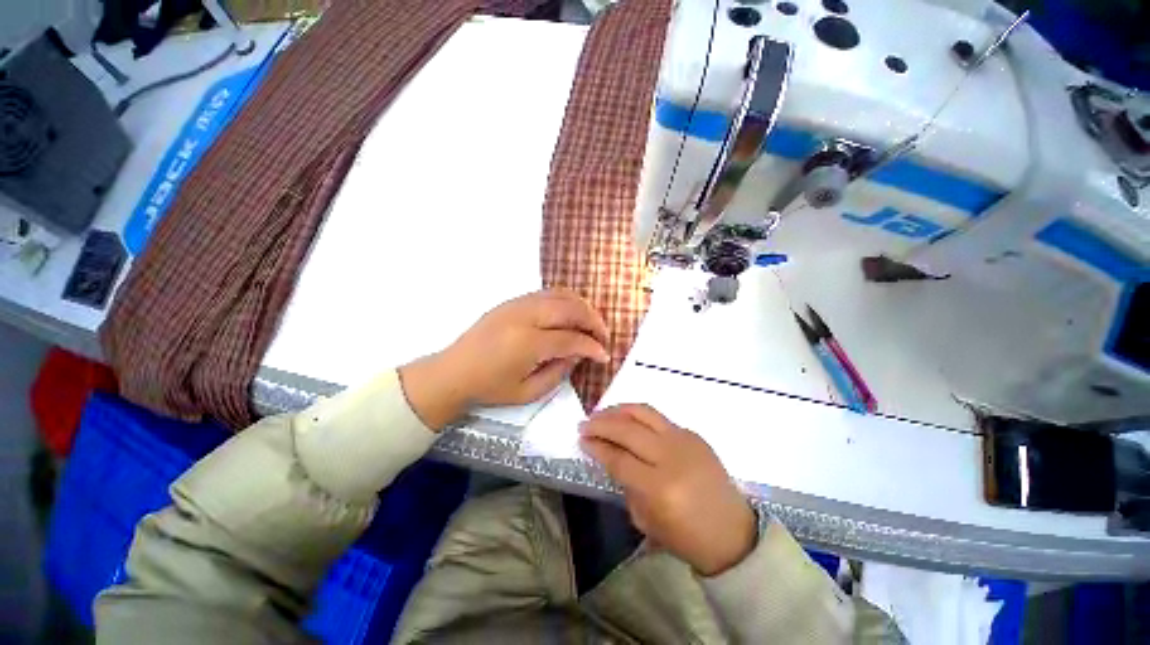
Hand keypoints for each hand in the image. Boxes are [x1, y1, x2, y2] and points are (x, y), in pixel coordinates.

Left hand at [399, 289, 608, 429]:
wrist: (453, 372)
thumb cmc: (489, 388)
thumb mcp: (528, 392)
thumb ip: (559, 372)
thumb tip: (578, 354)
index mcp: (527, 343)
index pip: (571, 339)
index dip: (592, 346)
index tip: (604, 355)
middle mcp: (524, 317)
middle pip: (570, 308)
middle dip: (593, 321)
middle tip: (602, 336)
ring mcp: (517, 304)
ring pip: (560, 295)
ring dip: (581, 307)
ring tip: (591, 323)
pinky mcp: (512, 301)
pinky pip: (546, 293)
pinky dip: (565, 300)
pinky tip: (570, 314)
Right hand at [579, 404, 755, 576]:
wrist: (733, 532)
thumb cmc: (687, 536)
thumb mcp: (646, 520)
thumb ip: (625, 485)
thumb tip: (609, 456)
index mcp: (659, 487)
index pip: (618, 458)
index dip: (596, 446)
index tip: (581, 440)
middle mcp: (671, 456)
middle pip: (627, 429)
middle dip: (601, 424)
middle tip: (584, 424)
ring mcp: (685, 440)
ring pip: (644, 412)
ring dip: (618, 410)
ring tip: (602, 413)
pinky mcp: (694, 434)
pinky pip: (659, 418)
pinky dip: (638, 416)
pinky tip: (628, 421)